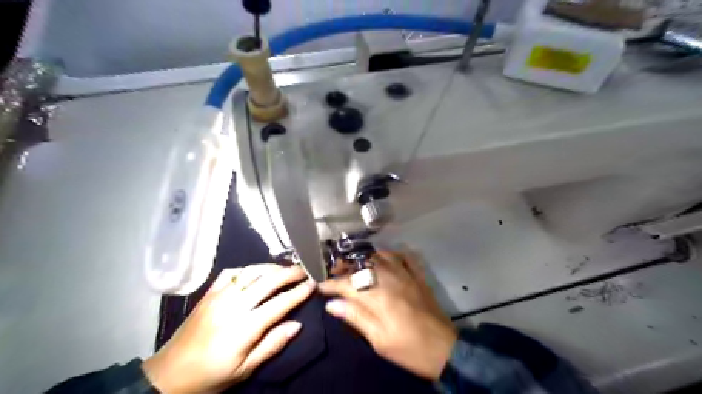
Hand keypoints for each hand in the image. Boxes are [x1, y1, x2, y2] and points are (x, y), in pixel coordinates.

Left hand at [141, 264, 314, 391]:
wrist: (167, 376)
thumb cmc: (210, 376)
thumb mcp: (244, 370)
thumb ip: (272, 344)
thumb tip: (297, 324)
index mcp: (243, 328)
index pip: (279, 303)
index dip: (299, 292)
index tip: (314, 284)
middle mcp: (232, 305)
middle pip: (268, 281)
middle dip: (290, 273)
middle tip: (305, 270)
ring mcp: (218, 296)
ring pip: (251, 272)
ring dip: (272, 267)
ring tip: (286, 268)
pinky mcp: (208, 293)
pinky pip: (232, 272)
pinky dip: (248, 269)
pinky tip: (256, 272)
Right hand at [320, 251, 461, 378]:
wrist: (445, 349)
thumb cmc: (409, 348)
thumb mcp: (379, 340)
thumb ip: (356, 317)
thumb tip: (332, 304)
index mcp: (379, 295)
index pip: (348, 283)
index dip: (331, 283)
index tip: (320, 285)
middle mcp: (390, 278)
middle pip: (362, 263)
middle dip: (344, 265)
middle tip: (333, 272)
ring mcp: (406, 274)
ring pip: (379, 255)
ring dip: (363, 258)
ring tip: (353, 265)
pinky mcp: (417, 276)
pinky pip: (402, 256)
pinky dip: (389, 254)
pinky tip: (382, 259)